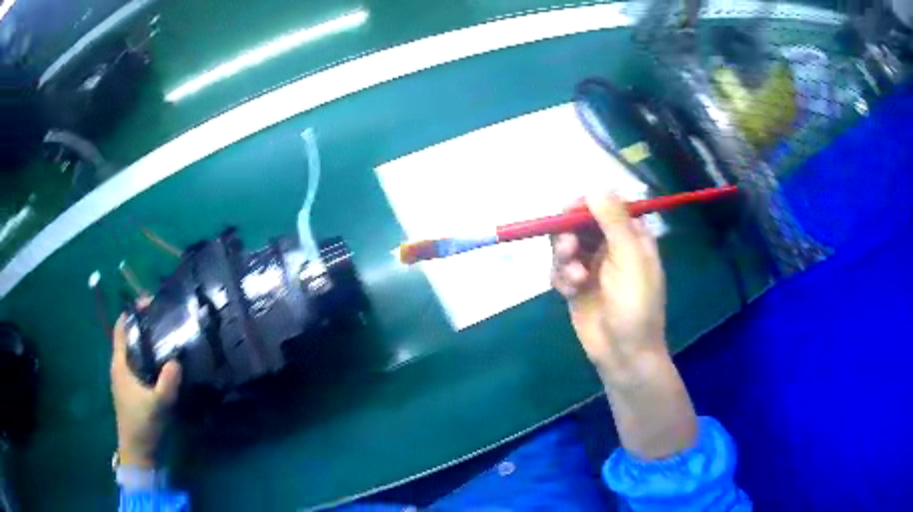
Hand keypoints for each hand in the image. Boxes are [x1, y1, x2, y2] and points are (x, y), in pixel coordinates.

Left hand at [111, 305, 181, 468]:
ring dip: (147, 343)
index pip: (121, 329)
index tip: (149, 303)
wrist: (137, 451)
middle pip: (129, 338)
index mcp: (120, 364)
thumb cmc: (142, 424)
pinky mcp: (131, 390)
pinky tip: (163, 365)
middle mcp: (120, 367)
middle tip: (163, 320)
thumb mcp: (157, 404)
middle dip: (143, 326)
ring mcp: (125, 379)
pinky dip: (149, 359)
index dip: (132, 313)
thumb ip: (167, 383)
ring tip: (166, 339)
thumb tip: (176, 361)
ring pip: (134, 352)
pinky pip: (139, 365)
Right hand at [552, 194, 696, 458]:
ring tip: (575, 276)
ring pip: (565, 244)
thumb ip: (614, 221)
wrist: (624, 353)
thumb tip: (596, 186)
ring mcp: (591, 265)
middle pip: (579, 222)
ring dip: (564, 257)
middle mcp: (610, 246)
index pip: (606, 205)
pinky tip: (569, 291)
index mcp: (631, 236)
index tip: (570, 211)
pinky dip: (561, 277)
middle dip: (569, 233)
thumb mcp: (630, 259)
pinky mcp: (575, 285)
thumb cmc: (636, 305)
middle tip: (568, 247)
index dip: (586, 204)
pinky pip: (558, 269)